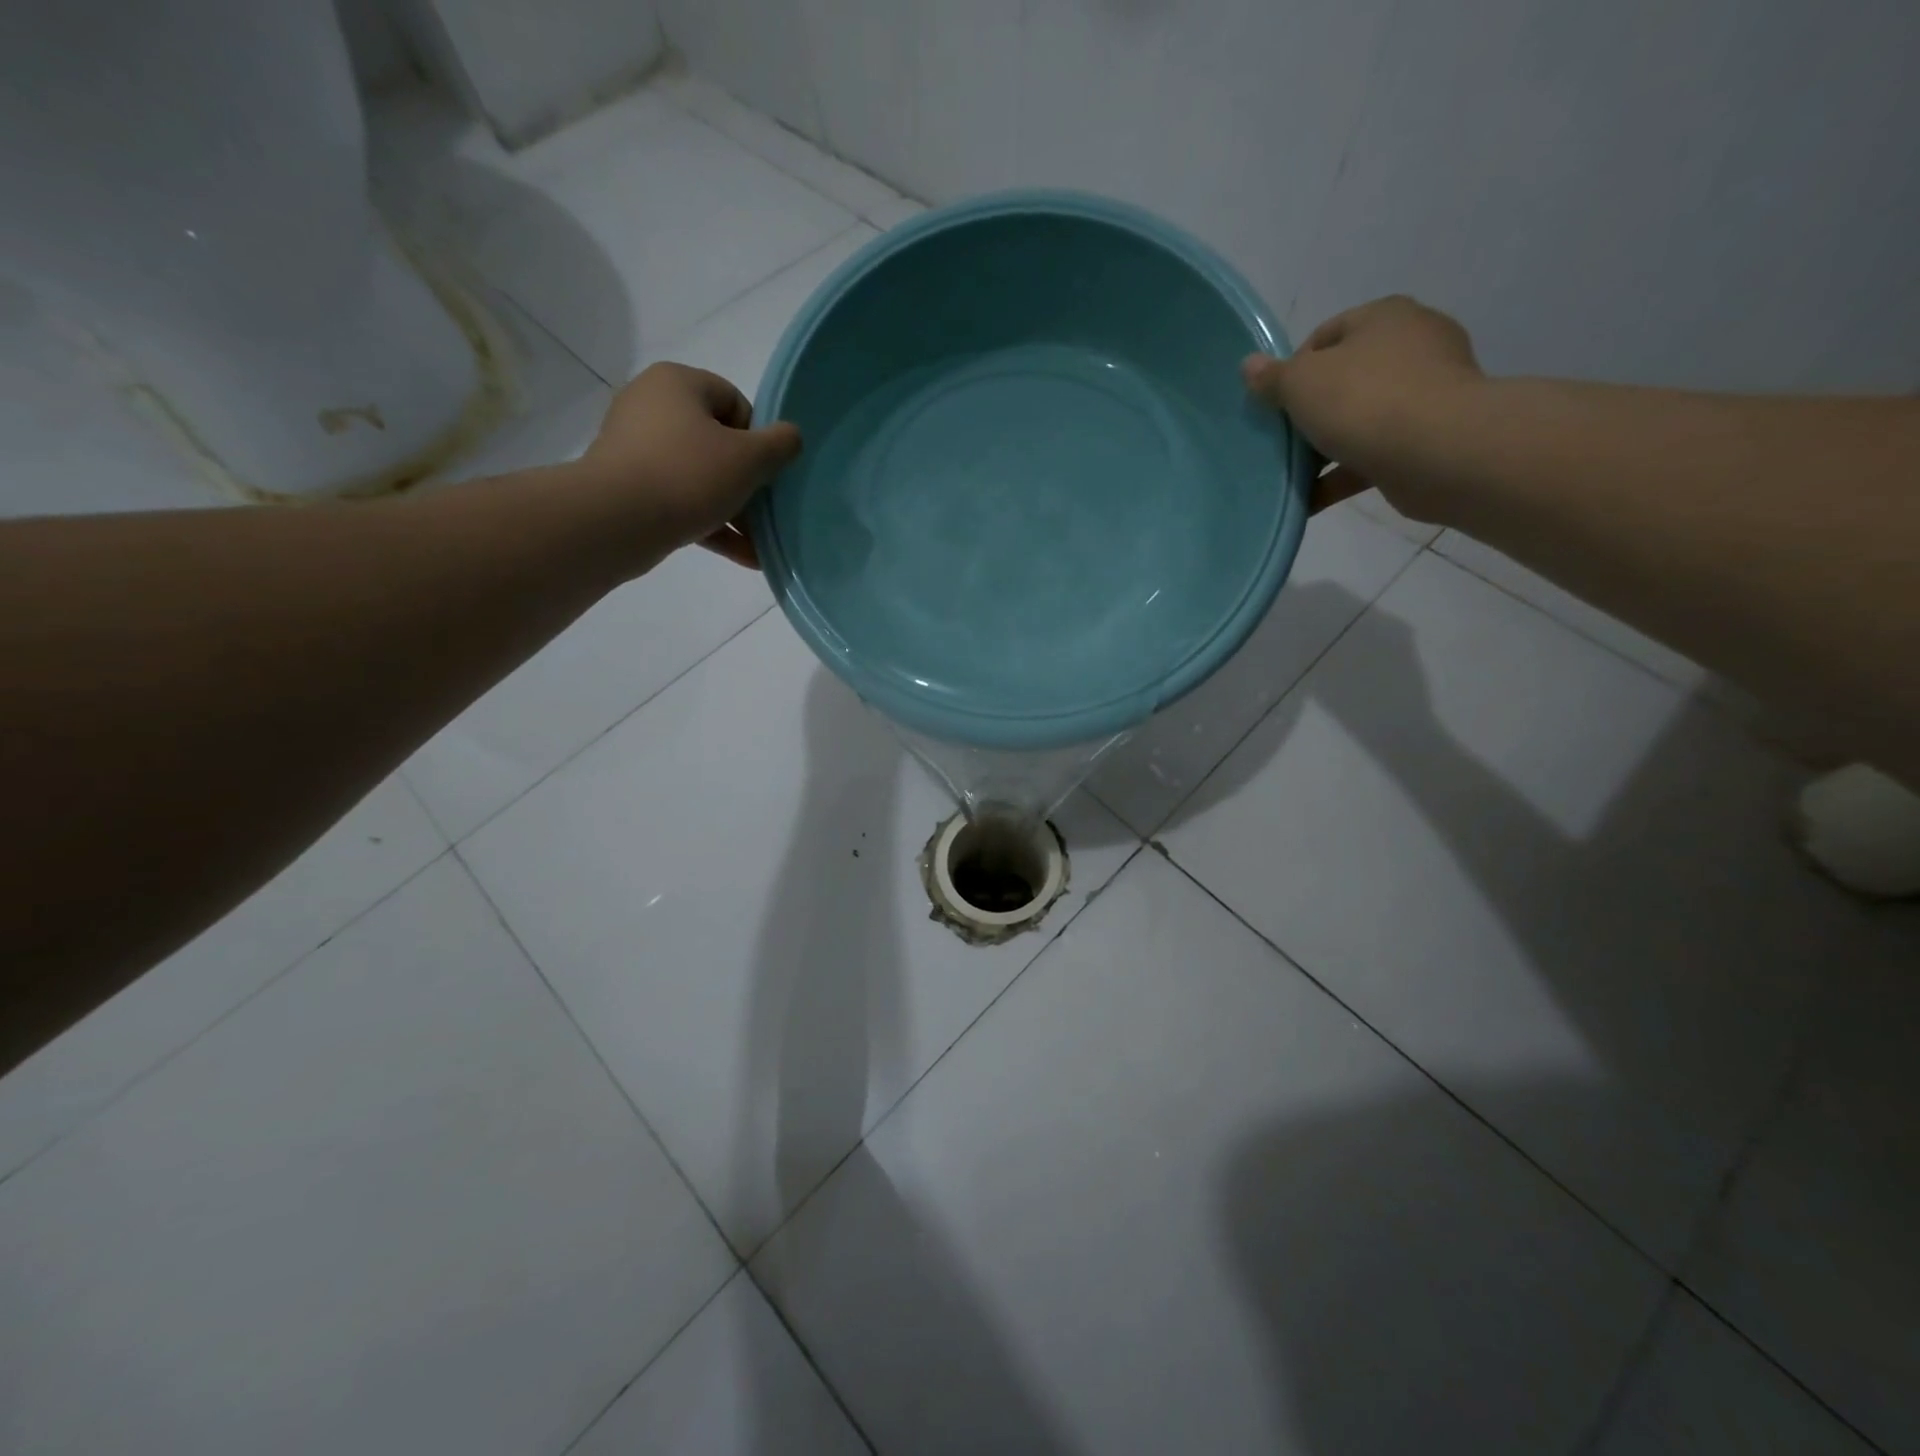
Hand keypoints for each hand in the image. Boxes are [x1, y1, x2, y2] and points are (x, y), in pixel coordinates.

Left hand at [581, 362, 801, 570]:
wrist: (616, 521)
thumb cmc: (688, 475)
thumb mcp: (749, 458)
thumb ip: (780, 444)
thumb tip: (790, 436)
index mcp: (677, 383)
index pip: (733, 401)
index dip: (758, 437)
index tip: (766, 471)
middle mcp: (650, 406)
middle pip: (717, 441)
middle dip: (747, 480)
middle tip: (766, 510)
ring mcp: (635, 448)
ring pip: (699, 476)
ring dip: (733, 509)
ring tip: (760, 542)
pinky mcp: (628, 487)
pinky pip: (679, 501)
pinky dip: (710, 524)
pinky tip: (745, 556)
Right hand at [1243, 295, 1482, 519]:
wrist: (1438, 451)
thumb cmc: (1364, 401)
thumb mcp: (1302, 383)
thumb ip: (1273, 377)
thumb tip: (1249, 365)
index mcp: (1384, 317)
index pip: (1326, 335)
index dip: (1293, 369)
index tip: (1275, 404)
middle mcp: (1412, 345)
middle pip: (1344, 378)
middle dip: (1311, 411)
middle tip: (1282, 440)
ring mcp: (1427, 392)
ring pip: (1360, 419)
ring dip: (1326, 447)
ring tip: (1293, 475)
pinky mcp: (1430, 436)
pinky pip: (1375, 453)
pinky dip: (1344, 475)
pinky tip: (1312, 499)